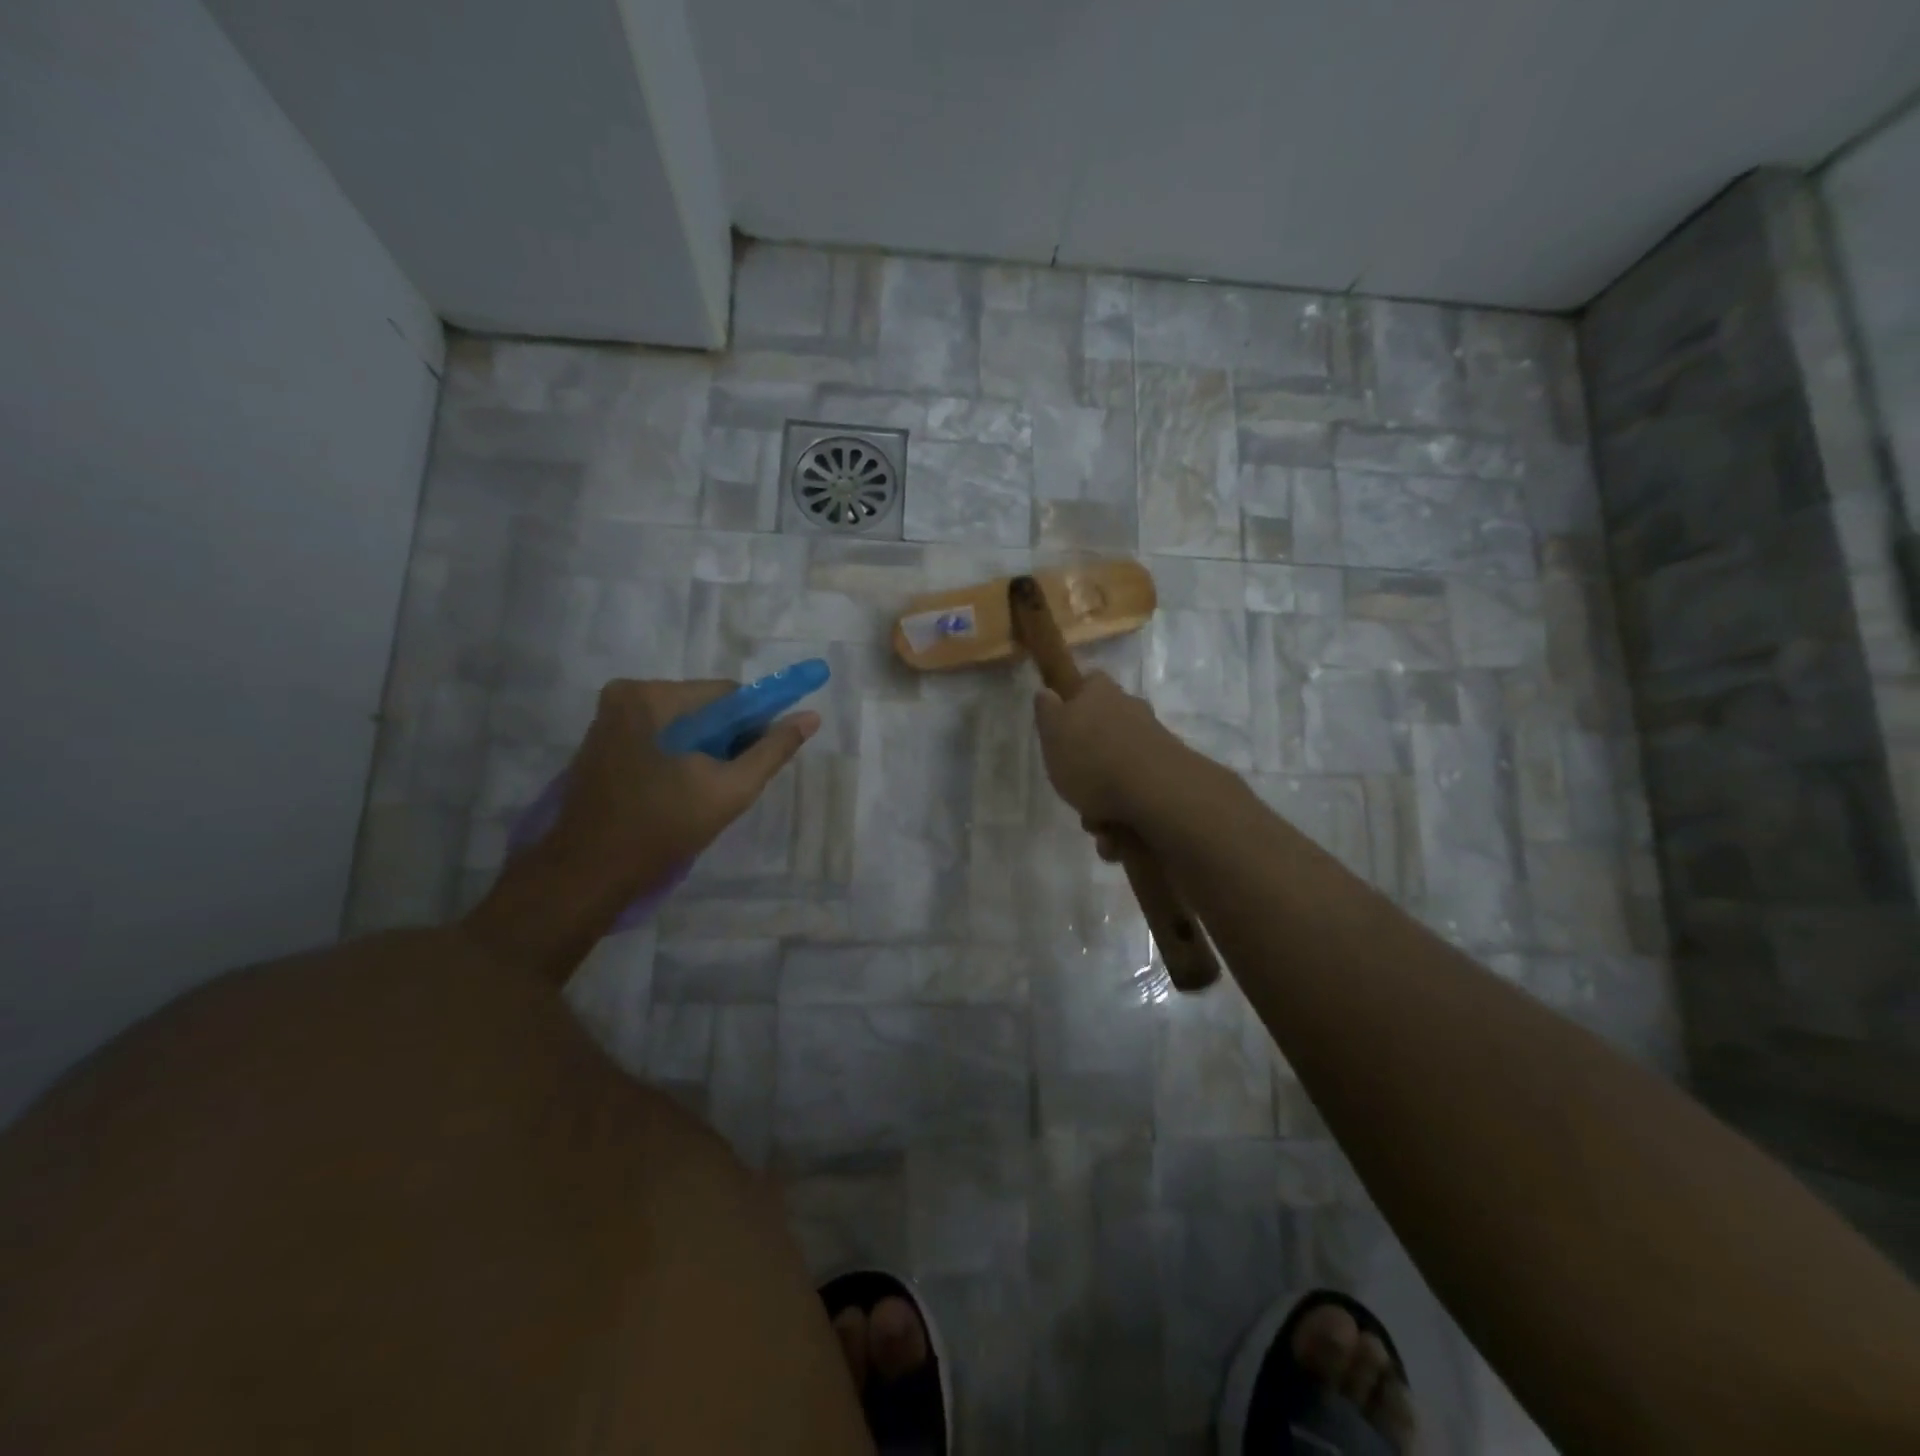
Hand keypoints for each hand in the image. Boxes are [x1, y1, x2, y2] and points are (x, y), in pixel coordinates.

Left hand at [548, 678, 818, 894]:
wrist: (588, 872)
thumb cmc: (662, 828)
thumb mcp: (731, 789)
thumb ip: (773, 750)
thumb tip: (811, 717)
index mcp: (653, 696)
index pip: (727, 694)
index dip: (752, 725)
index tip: (756, 761)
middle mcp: (626, 694)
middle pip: (702, 708)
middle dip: (725, 740)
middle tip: (728, 782)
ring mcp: (608, 717)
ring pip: (681, 724)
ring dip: (701, 750)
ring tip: (701, 792)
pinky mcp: (600, 740)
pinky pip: (658, 736)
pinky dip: (676, 757)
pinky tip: (676, 791)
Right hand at [1031, 672, 1181, 827]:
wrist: (1154, 792)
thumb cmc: (1091, 758)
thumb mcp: (1052, 732)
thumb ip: (1047, 711)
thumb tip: (1047, 691)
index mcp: (1101, 693)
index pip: (1088, 682)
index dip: (1075, 700)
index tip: (1063, 726)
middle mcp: (1131, 711)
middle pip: (1104, 733)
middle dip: (1088, 766)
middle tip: (1073, 789)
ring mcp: (1154, 743)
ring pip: (1118, 771)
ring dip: (1103, 801)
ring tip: (1097, 824)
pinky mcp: (1169, 776)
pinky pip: (1137, 797)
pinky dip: (1125, 819)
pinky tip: (1116, 836)